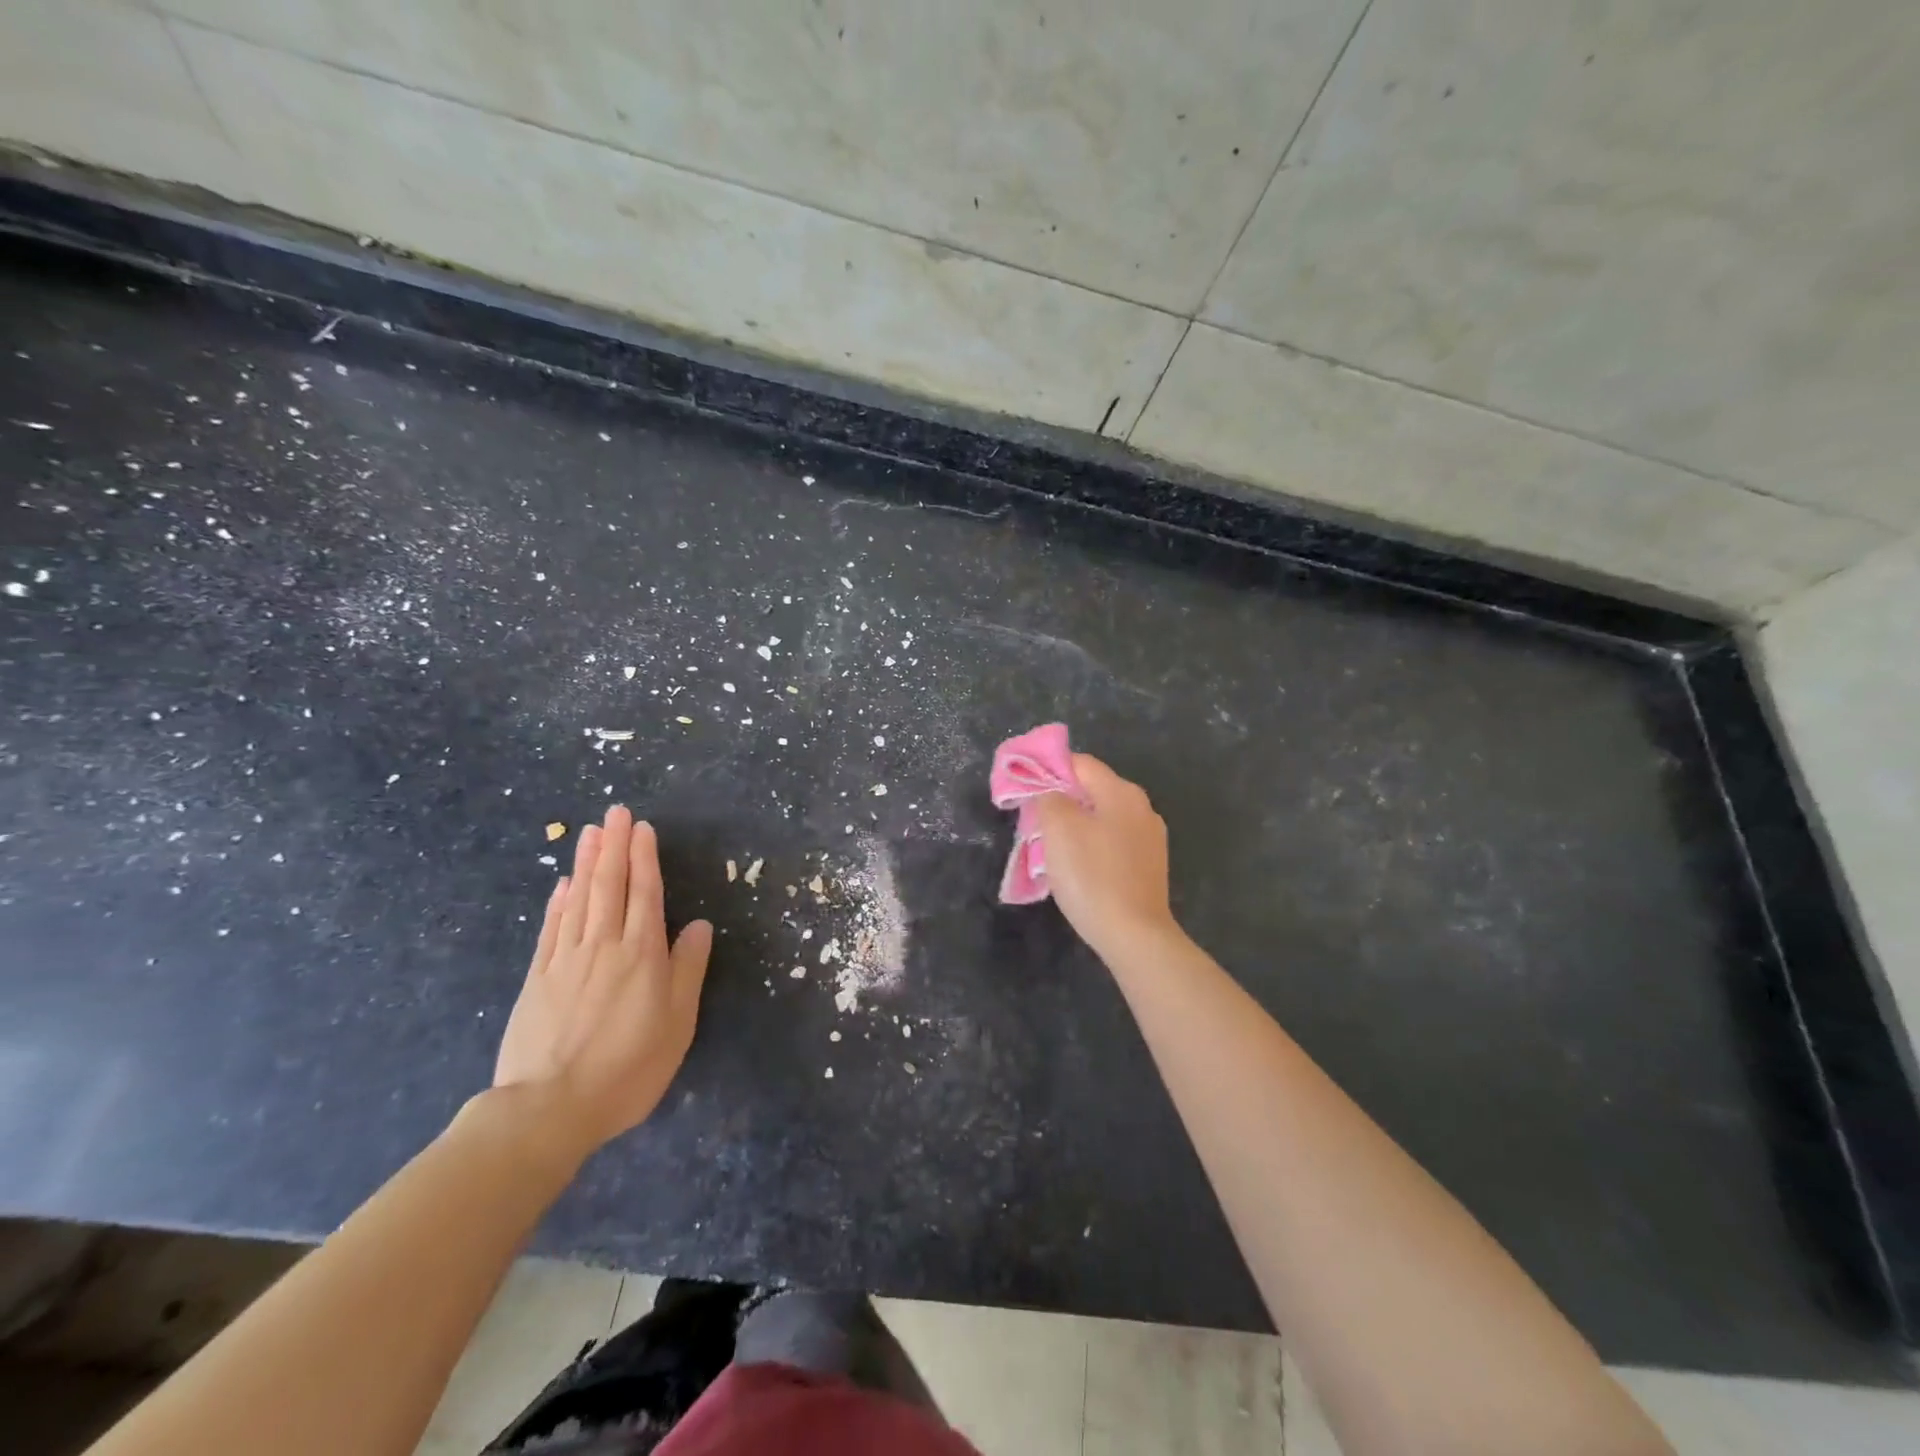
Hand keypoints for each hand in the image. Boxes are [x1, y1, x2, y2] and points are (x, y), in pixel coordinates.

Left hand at [493, 805, 713, 1157]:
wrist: (548, 1109)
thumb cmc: (628, 1068)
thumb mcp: (677, 1023)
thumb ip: (687, 969)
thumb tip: (698, 925)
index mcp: (642, 955)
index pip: (645, 893)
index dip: (644, 858)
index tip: (642, 828)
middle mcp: (604, 946)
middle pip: (610, 886)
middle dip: (614, 846)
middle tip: (615, 812)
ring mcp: (566, 960)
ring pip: (579, 899)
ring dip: (586, 863)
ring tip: (591, 832)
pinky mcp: (537, 979)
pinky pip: (551, 929)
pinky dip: (558, 902)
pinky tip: (562, 885)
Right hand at [1031, 754, 1178, 960]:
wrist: (1134, 935)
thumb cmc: (1092, 876)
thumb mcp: (1058, 829)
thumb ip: (1049, 798)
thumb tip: (1049, 791)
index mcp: (1121, 792)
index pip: (1080, 763)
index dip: (1049, 770)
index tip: (1025, 790)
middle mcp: (1142, 807)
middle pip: (1093, 790)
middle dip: (1061, 801)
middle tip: (1034, 822)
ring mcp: (1150, 838)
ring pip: (1102, 818)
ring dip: (1076, 826)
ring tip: (1053, 848)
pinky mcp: (1150, 865)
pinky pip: (1114, 842)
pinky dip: (1093, 846)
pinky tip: (1080, 868)